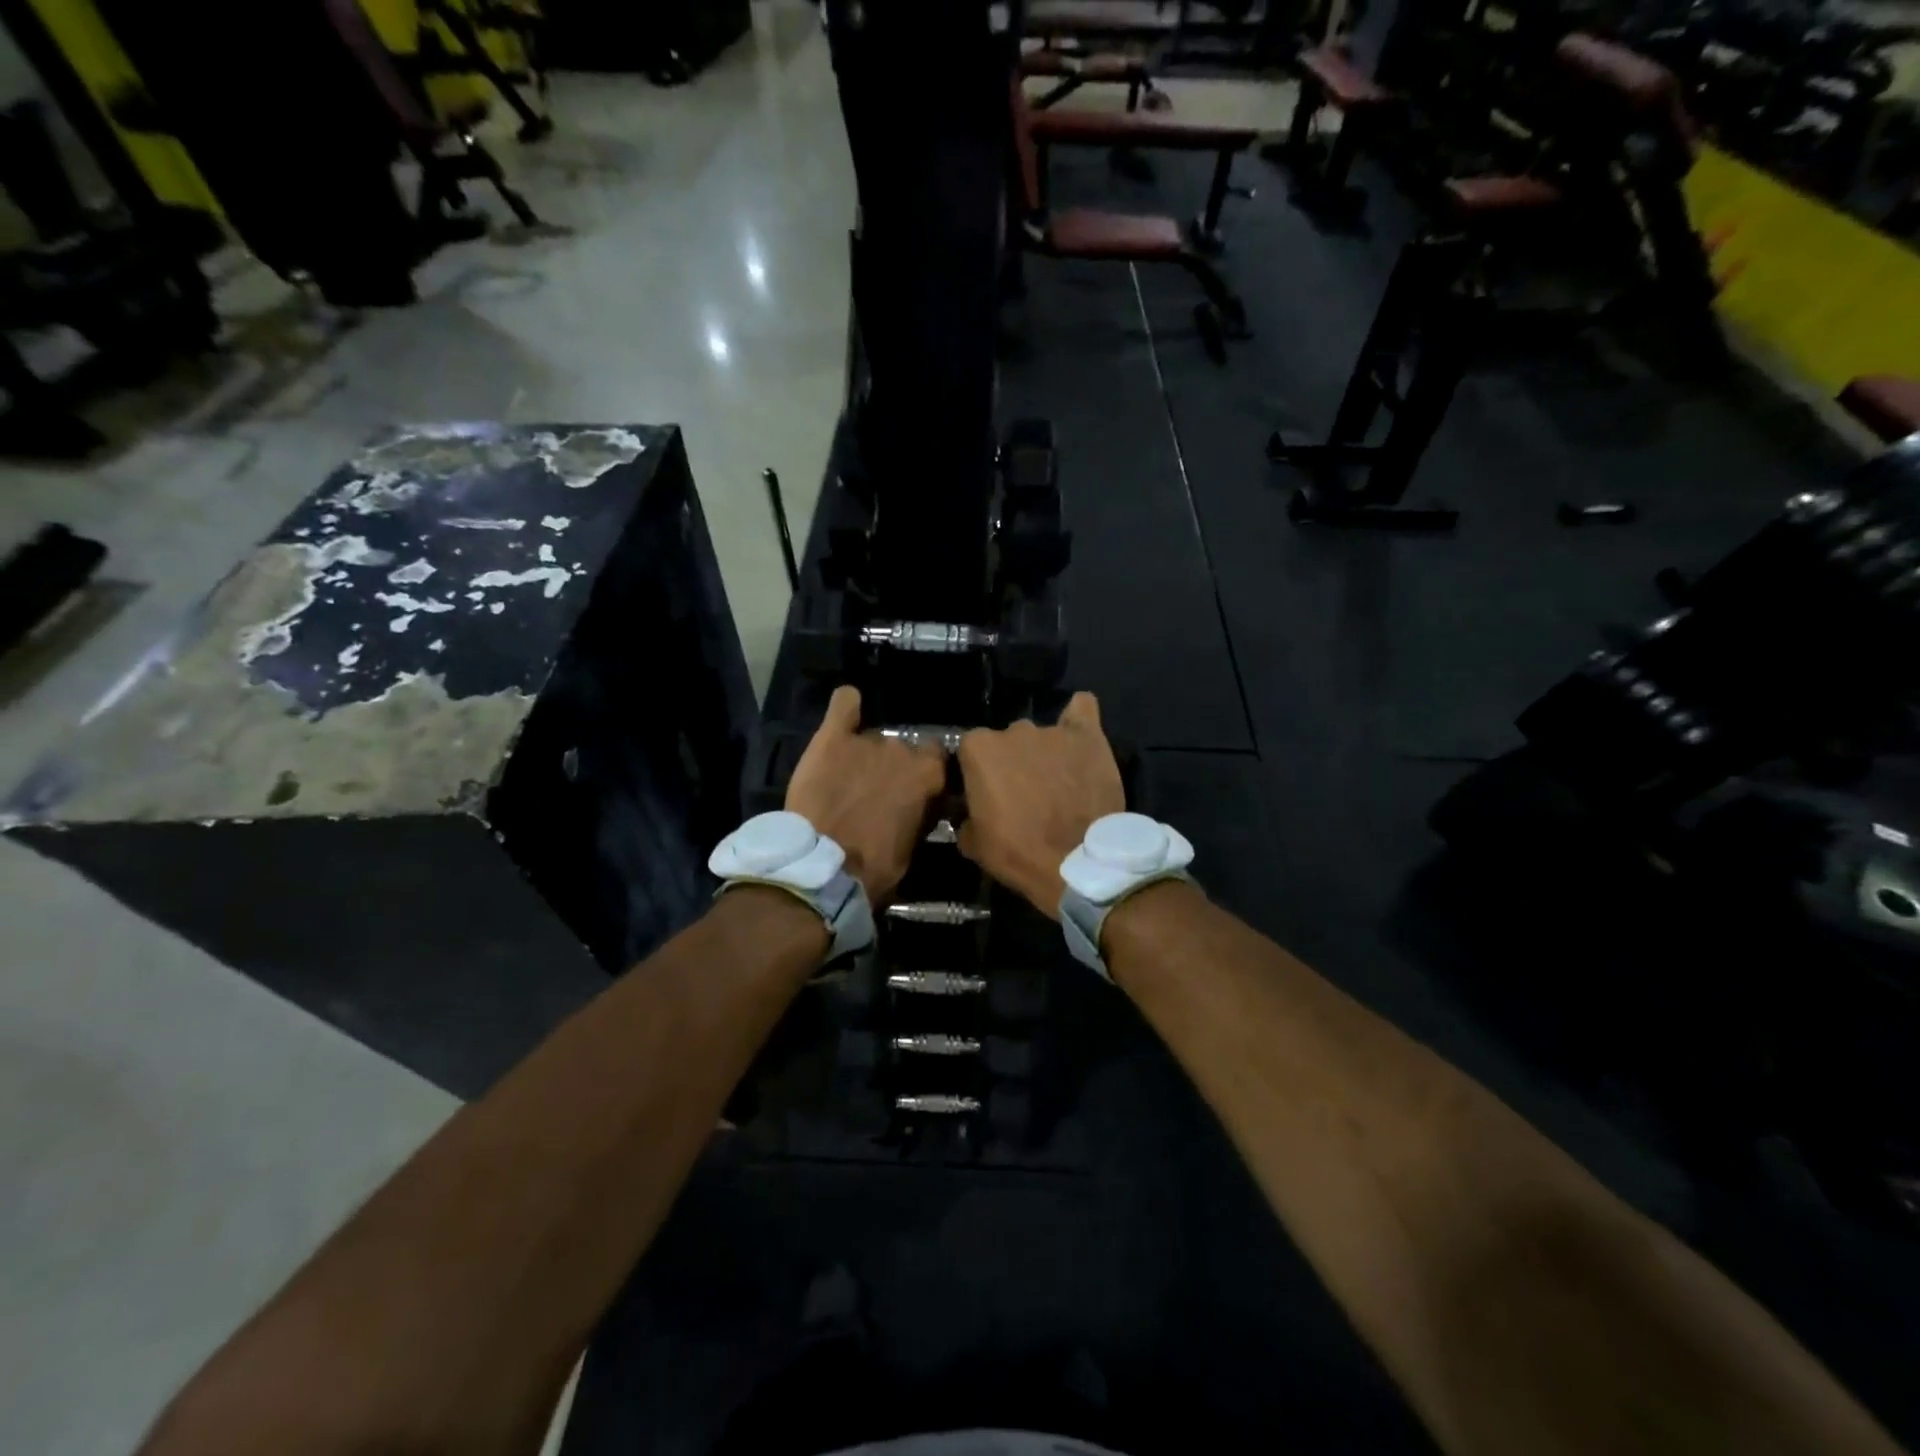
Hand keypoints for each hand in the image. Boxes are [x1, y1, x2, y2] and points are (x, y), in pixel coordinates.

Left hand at [786, 685, 945, 903]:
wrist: (824, 867)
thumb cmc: (875, 867)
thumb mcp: (912, 848)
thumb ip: (920, 816)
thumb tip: (922, 806)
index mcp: (928, 776)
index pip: (937, 760)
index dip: (925, 775)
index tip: (914, 791)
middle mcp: (902, 750)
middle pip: (903, 749)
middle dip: (892, 768)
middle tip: (876, 793)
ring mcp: (867, 741)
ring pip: (872, 739)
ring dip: (865, 755)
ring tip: (847, 777)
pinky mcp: (832, 738)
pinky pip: (844, 704)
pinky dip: (847, 705)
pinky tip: (847, 708)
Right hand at [956, 692, 1124, 918]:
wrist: (1075, 863)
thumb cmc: (1017, 852)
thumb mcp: (973, 843)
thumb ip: (965, 816)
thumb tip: (968, 813)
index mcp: (978, 748)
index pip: (970, 752)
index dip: (978, 775)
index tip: (986, 796)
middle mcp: (1013, 729)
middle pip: (1006, 741)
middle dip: (1012, 763)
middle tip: (1023, 794)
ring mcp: (1052, 730)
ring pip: (1041, 735)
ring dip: (1043, 753)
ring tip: (1056, 781)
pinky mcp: (1088, 736)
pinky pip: (1082, 710)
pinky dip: (1077, 721)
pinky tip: (1078, 737)